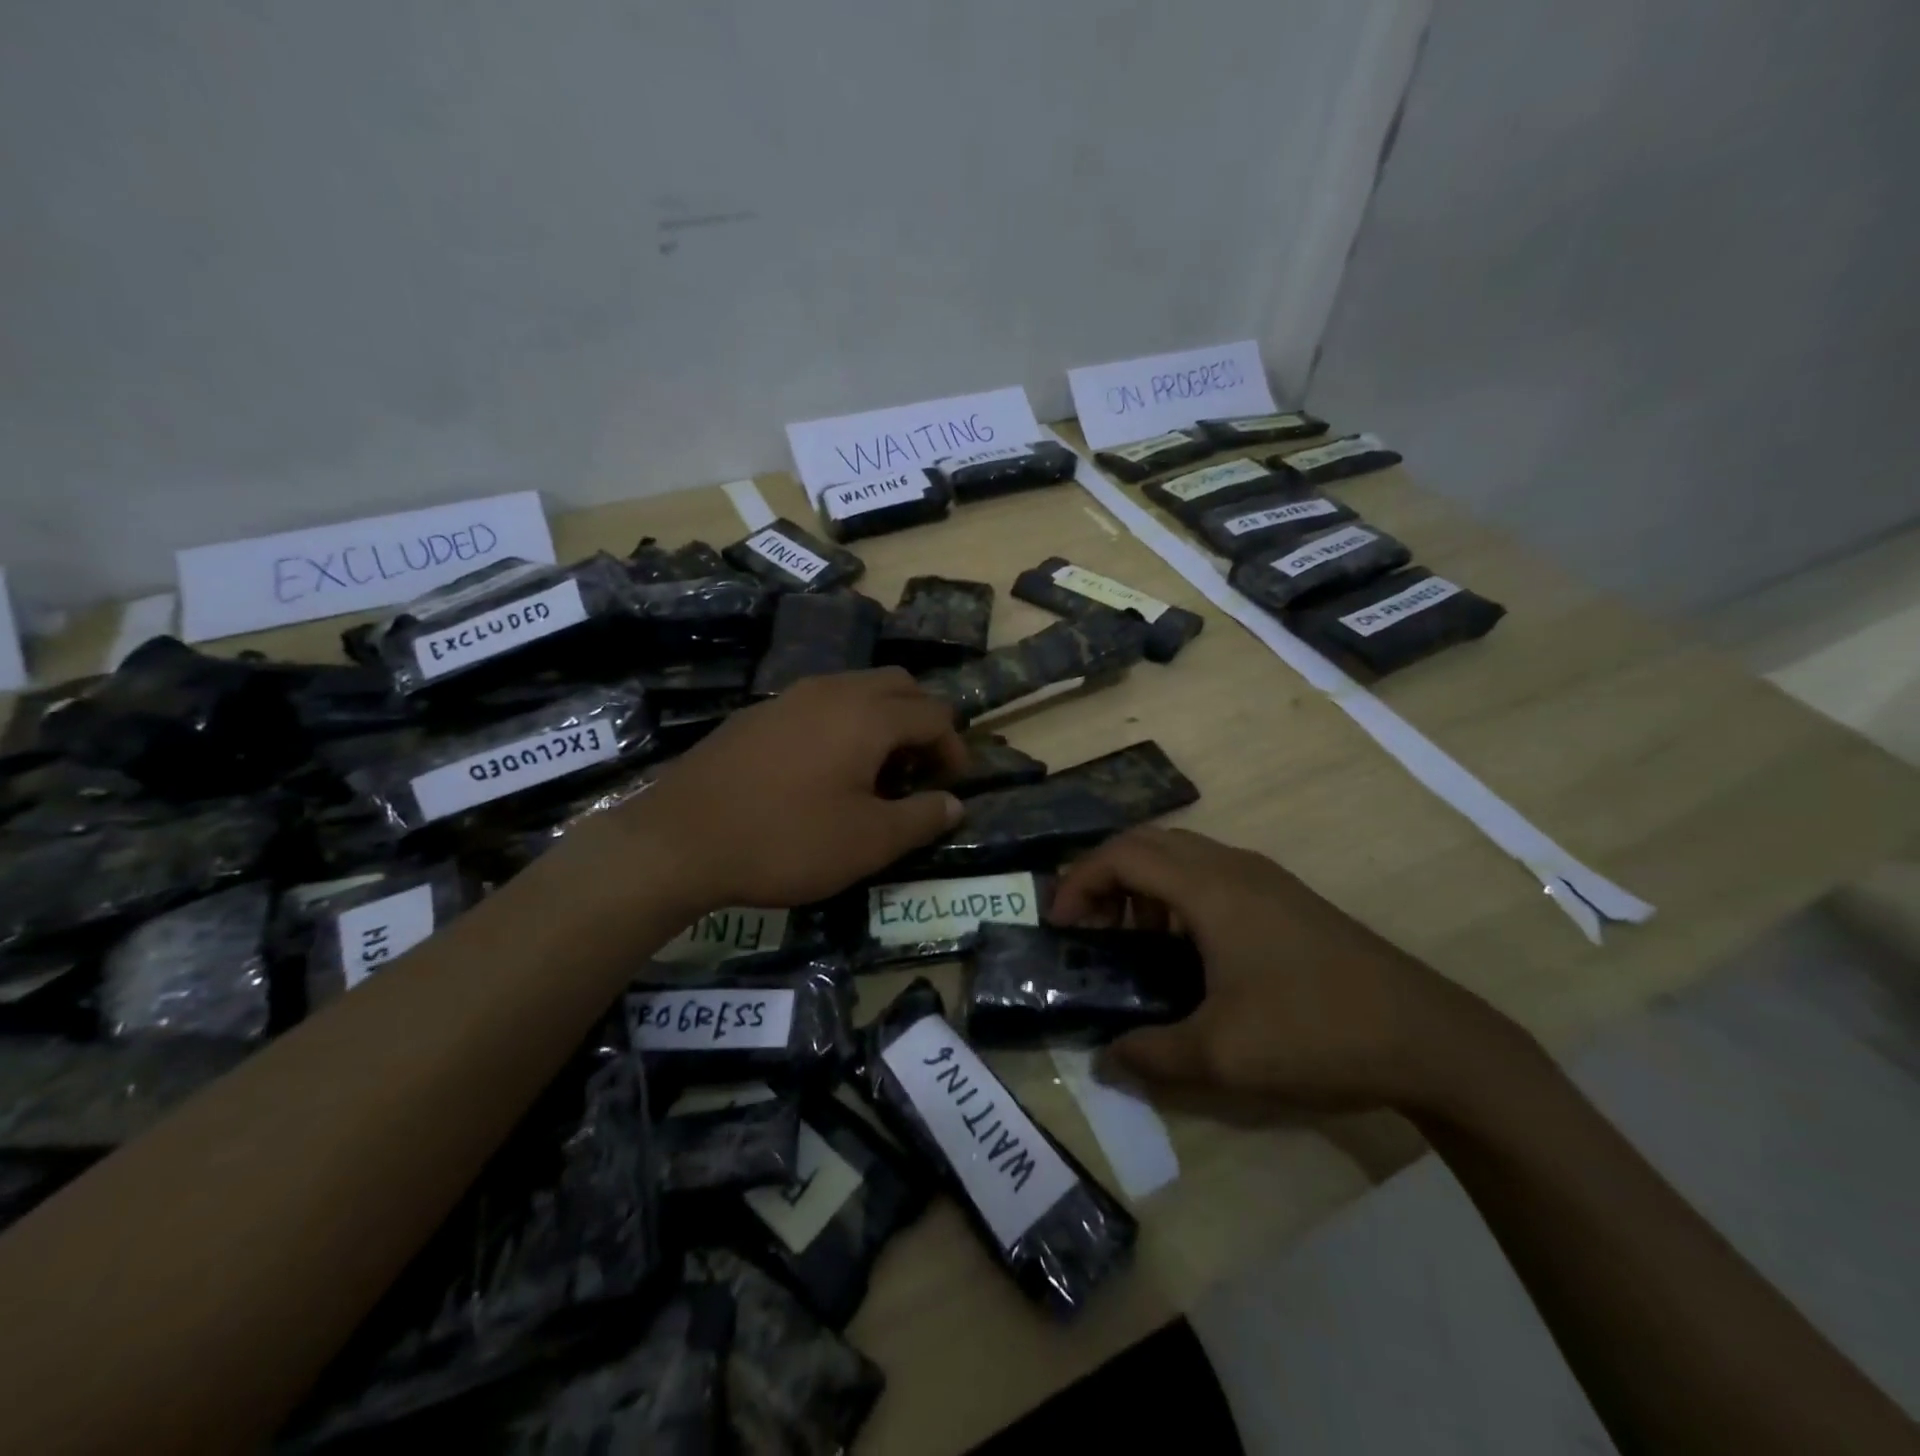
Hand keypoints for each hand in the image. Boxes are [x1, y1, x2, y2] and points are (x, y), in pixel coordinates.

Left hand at [614, 669, 966, 910]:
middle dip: (921, 722)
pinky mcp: (757, 714)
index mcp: (867, 715)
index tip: (950, 787)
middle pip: (899, 685)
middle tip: (918, 770)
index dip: (954, 749)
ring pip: (856, 689)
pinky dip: (843, 724)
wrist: (678, 840)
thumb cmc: (786, 840)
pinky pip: (820, 704)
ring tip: (875, 772)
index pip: (934, 714)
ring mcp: (790, 697)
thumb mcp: (868, 842)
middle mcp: (832, 690)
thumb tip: (954, 804)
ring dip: (882, 720)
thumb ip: (921, 819)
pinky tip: (823, 771)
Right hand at [1049, 827, 1511, 1113]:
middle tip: (1087, 926)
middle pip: (1148, 843)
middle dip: (1106, 876)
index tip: (1059, 923)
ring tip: (1130, 939)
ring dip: (1143, 885)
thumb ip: (1152, 1055)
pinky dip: (1177, 896)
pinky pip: (1211, 875)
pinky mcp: (1286, 899)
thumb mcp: (1222, 1055)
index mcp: (1210, 888)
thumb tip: (1106, 1061)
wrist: (1430, 1037)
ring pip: (1182, 857)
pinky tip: (1185, 950)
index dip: (1079, 881)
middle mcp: (1233, 867)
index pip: (1123, 855)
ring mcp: (1265, 879)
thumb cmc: (1314, 1031)